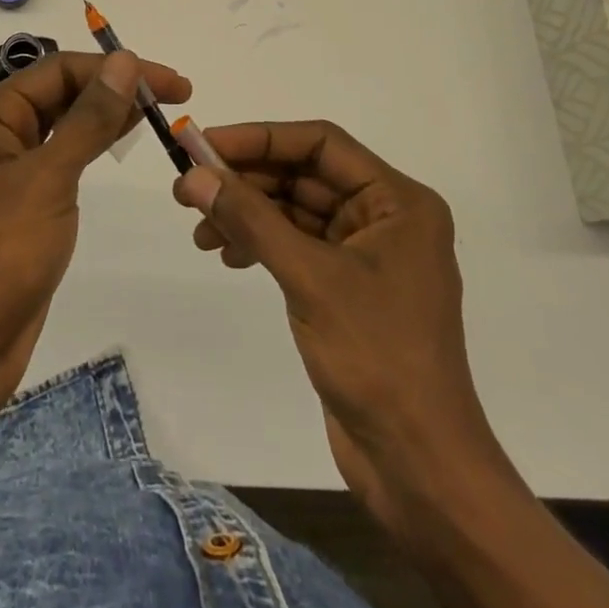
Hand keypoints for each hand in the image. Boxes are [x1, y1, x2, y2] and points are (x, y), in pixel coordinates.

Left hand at [0, 50, 190, 427]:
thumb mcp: (48, 178)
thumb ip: (89, 118)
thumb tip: (125, 61)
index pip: (58, 70)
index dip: (115, 69)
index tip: (168, 82)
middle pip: (60, 92)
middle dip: (113, 89)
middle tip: (173, 97)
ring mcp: (4, 170)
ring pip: (62, 124)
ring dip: (106, 115)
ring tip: (157, 114)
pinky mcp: (19, 203)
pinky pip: (60, 158)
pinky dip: (92, 146)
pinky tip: (121, 144)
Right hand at [173, 123, 501, 531]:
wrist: (420, 469)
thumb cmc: (378, 359)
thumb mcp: (309, 278)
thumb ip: (251, 219)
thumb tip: (194, 176)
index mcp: (398, 201)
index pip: (321, 143)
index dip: (261, 138)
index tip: (207, 145)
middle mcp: (385, 217)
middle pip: (305, 175)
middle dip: (247, 180)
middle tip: (189, 188)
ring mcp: (366, 254)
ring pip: (296, 211)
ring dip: (248, 214)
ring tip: (200, 231)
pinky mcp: (347, 289)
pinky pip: (297, 245)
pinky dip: (261, 244)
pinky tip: (227, 255)